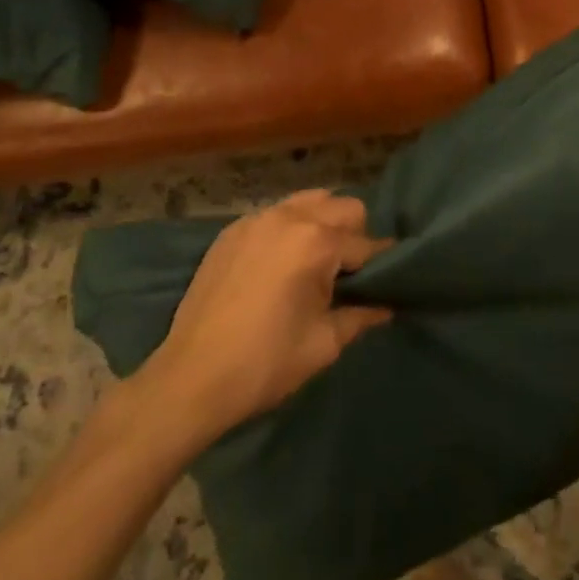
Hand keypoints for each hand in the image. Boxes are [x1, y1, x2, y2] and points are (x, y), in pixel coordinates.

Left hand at [143, 190, 393, 444]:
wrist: (192, 377)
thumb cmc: (266, 363)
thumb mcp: (323, 344)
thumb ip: (360, 317)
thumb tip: (386, 306)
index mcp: (317, 242)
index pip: (366, 244)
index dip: (380, 265)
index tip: (386, 281)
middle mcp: (289, 217)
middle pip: (342, 206)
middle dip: (354, 235)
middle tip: (346, 275)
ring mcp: (256, 219)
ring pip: (308, 201)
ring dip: (322, 224)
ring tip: (314, 263)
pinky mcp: (232, 230)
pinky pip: (275, 214)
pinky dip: (288, 229)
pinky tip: (279, 265)